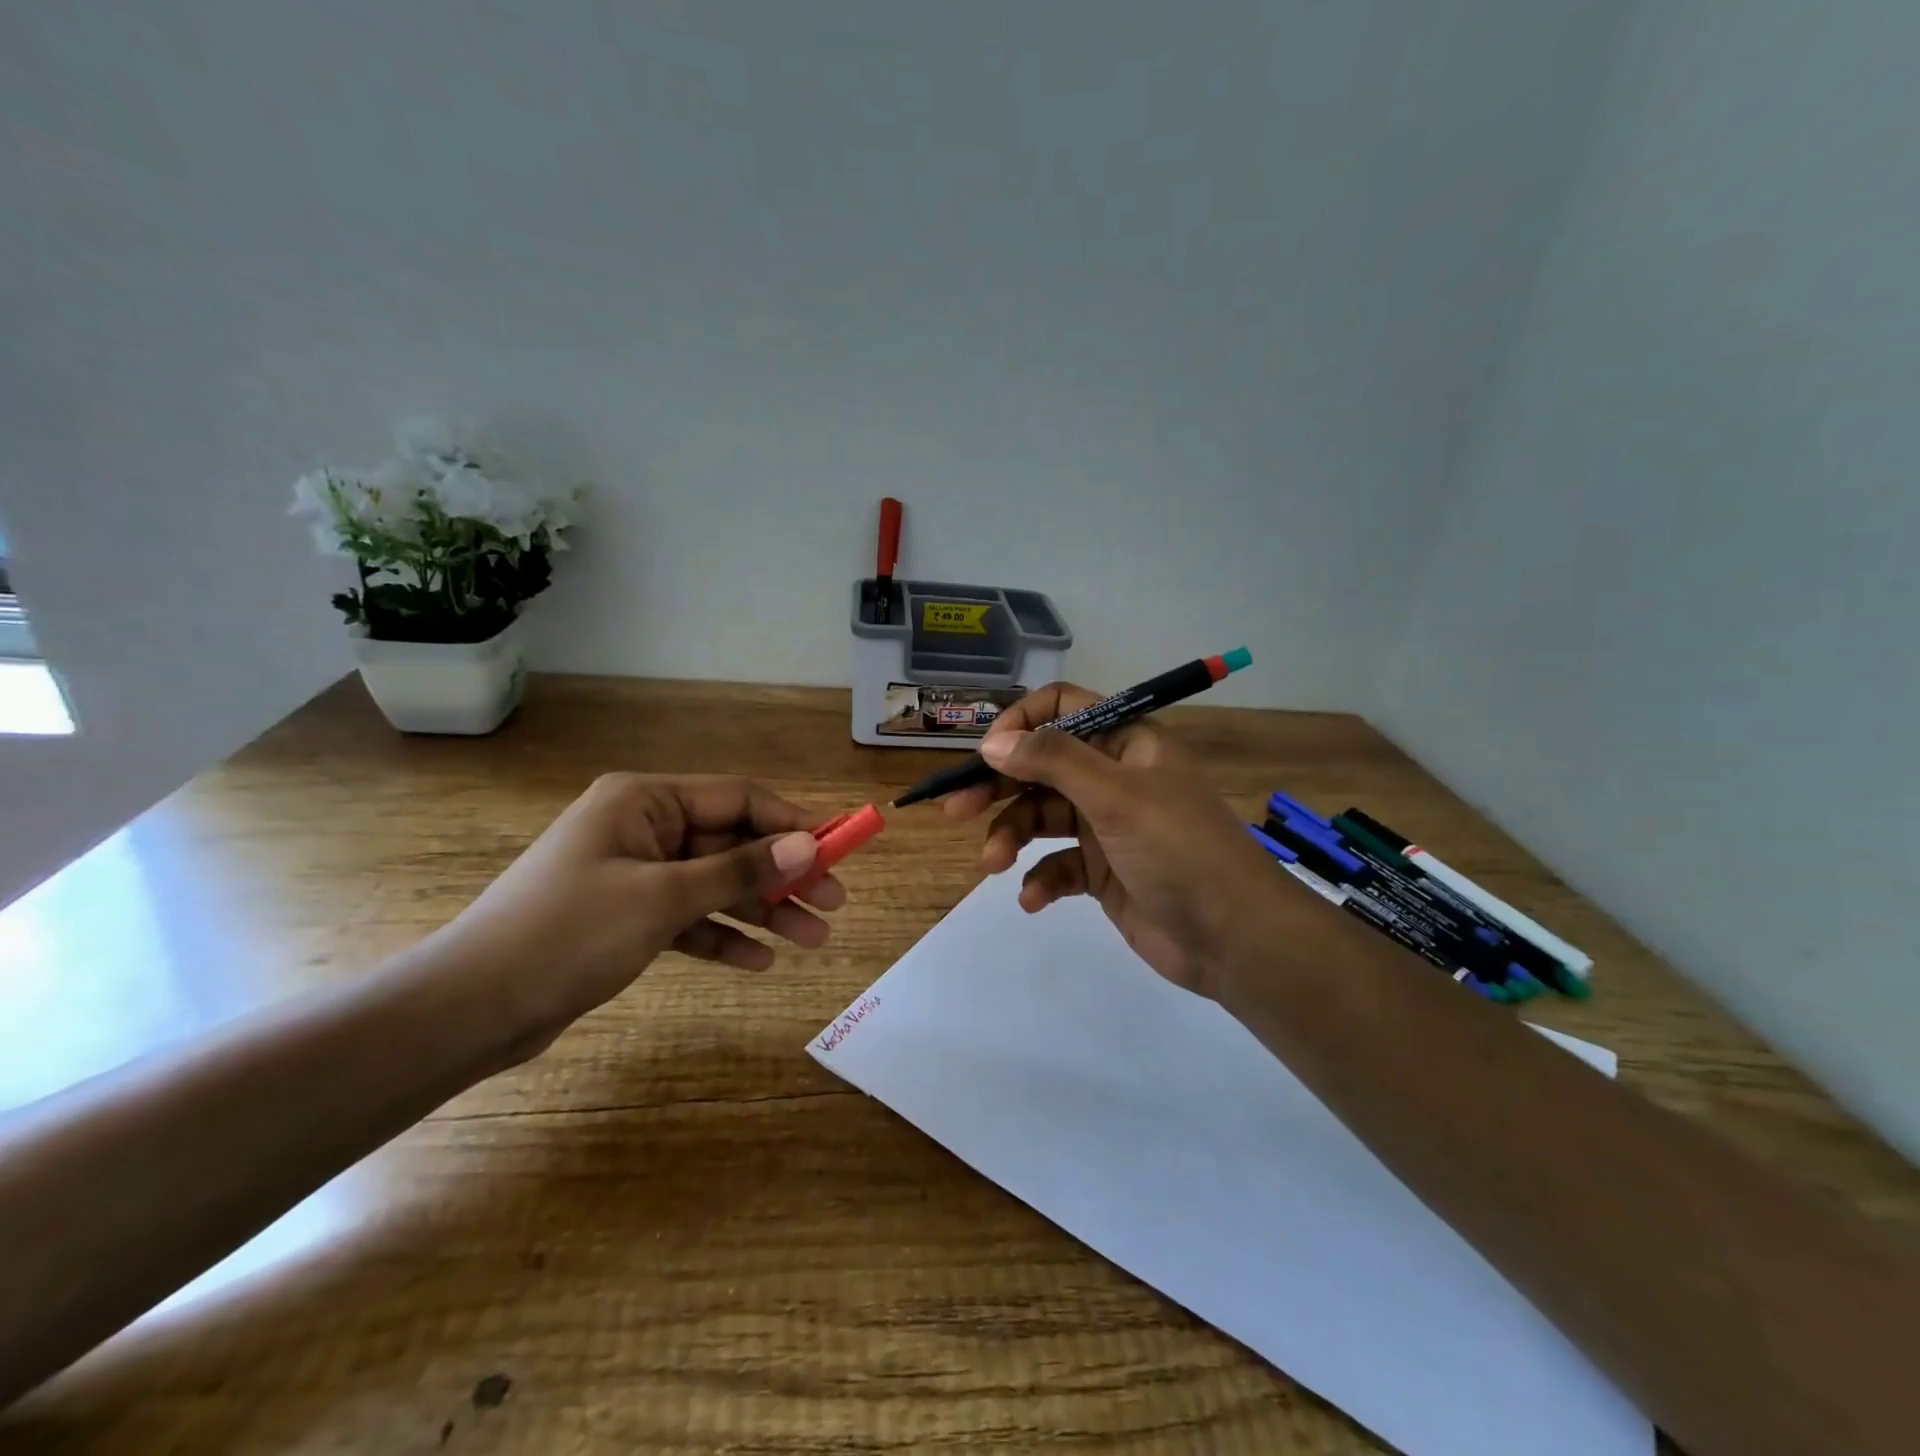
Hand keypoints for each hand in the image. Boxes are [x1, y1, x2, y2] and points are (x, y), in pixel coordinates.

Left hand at [430, 774, 845, 1055]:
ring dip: (762, 911)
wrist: (470, 1009)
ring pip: (716, 884)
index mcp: (646, 801)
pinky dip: (722, 936)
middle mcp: (644, 828)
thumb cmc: (568, 933)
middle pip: (732, 844)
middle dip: (783, 876)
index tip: (838, 850)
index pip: (739, 800)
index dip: (792, 823)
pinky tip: (760, 962)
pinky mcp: (628, 917)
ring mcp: (636, 874)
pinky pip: (690, 918)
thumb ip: (739, 870)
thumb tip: (808, 847)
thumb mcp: (662, 898)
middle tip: (833, 905)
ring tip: (812, 940)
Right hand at [942, 683, 1300, 1000]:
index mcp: (1126, 743)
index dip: (1021, 723)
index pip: (1063, 709)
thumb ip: (1052, 761)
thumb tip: (990, 740)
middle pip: (1042, 767)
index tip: (986, 751)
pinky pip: (1056, 865)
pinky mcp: (1101, 872)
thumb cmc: (1179, 849)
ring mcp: (1106, 826)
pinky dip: (1039, 880)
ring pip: (1041, 818)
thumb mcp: (1116, 796)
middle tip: (956, 809)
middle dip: (999, 787)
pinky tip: (1032, 899)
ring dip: (1012, 839)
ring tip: (992, 865)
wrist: (1234, 939)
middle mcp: (1113, 777)